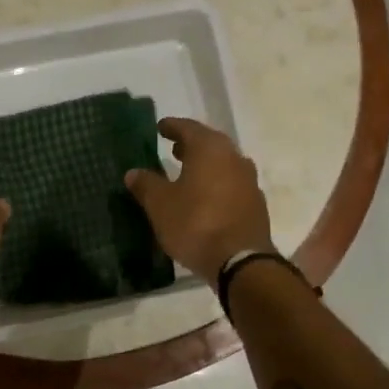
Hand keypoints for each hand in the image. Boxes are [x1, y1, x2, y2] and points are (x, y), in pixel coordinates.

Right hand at [125, 117, 273, 282]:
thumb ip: (146, 185)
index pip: (189, 128)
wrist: (240, 261)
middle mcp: (234, 158)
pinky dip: (216, 184)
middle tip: (173, 149)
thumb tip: (133, 172)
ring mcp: (249, 181)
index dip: (172, 127)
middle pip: (210, 144)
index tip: (160, 127)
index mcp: (210, 149)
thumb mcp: (160, 205)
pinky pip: (232, 184)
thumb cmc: (195, 224)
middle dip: (190, 145)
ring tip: (187, 173)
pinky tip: (205, 197)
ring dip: (205, 165)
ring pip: (223, 164)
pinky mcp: (255, 204)